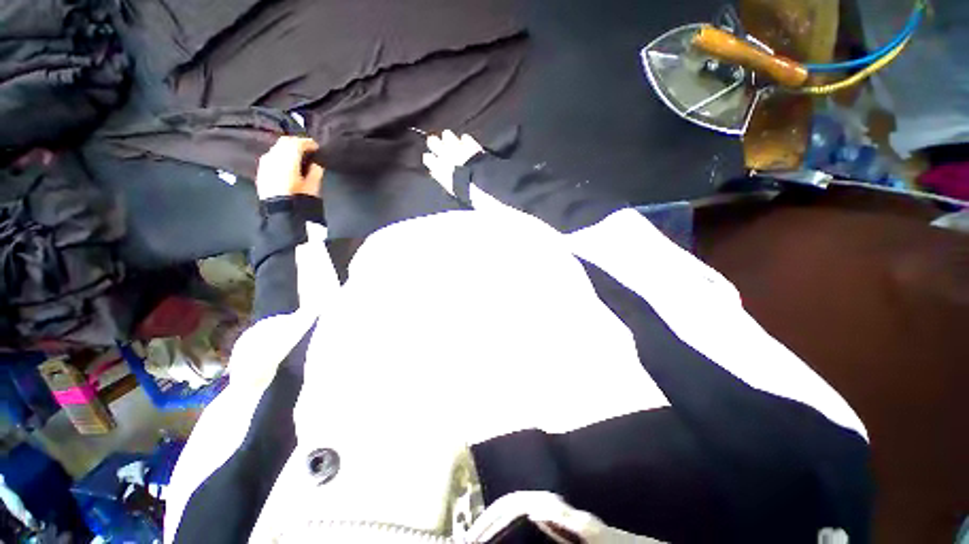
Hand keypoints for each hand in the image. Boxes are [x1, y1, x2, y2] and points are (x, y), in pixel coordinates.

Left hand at [255, 136, 323, 199]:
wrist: (280, 214)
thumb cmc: (299, 200)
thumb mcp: (313, 187)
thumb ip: (315, 171)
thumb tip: (315, 163)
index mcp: (287, 159)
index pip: (297, 143)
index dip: (308, 143)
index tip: (317, 147)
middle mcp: (273, 157)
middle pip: (284, 142)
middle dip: (297, 143)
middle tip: (308, 149)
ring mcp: (265, 163)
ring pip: (276, 148)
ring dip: (287, 149)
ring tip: (298, 156)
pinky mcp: (261, 171)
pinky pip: (271, 157)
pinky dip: (280, 156)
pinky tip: (287, 164)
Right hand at [422, 130, 482, 194]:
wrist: (480, 182)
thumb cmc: (465, 190)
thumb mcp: (450, 188)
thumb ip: (441, 178)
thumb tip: (434, 172)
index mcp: (438, 167)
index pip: (427, 157)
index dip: (430, 159)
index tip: (433, 160)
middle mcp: (444, 154)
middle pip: (432, 141)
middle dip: (435, 143)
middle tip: (439, 146)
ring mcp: (457, 147)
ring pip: (446, 134)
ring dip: (449, 138)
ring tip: (452, 143)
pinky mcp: (469, 143)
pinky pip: (464, 137)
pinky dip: (465, 140)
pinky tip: (467, 144)